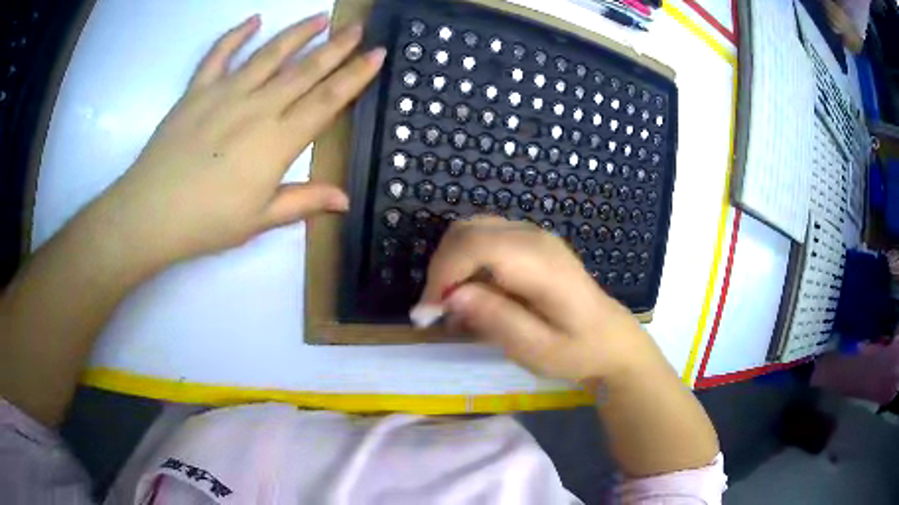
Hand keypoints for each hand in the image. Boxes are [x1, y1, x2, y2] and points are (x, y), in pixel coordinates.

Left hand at [98, 14, 384, 267]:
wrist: (151, 213)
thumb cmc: (207, 222)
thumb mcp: (260, 219)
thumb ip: (303, 201)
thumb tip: (345, 200)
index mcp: (278, 141)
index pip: (327, 99)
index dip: (356, 75)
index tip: (377, 54)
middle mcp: (258, 107)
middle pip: (305, 70)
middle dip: (337, 46)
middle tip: (358, 28)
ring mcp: (225, 93)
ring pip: (269, 54)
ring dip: (298, 33)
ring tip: (320, 17)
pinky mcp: (197, 90)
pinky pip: (219, 54)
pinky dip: (235, 35)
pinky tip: (253, 20)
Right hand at [418, 217, 659, 384]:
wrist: (611, 339)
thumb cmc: (578, 350)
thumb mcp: (537, 349)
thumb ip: (496, 319)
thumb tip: (450, 296)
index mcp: (539, 262)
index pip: (474, 244)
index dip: (442, 273)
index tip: (429, 313)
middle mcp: (533, 237)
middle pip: (466, 230)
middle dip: (441, 269)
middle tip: (436, 313)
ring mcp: (532, 235)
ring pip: (470, 231)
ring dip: (450, 265)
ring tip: (451, 307)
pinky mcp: (528, 243)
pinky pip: (483, 240)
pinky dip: (465, 263)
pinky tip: (471, 296)